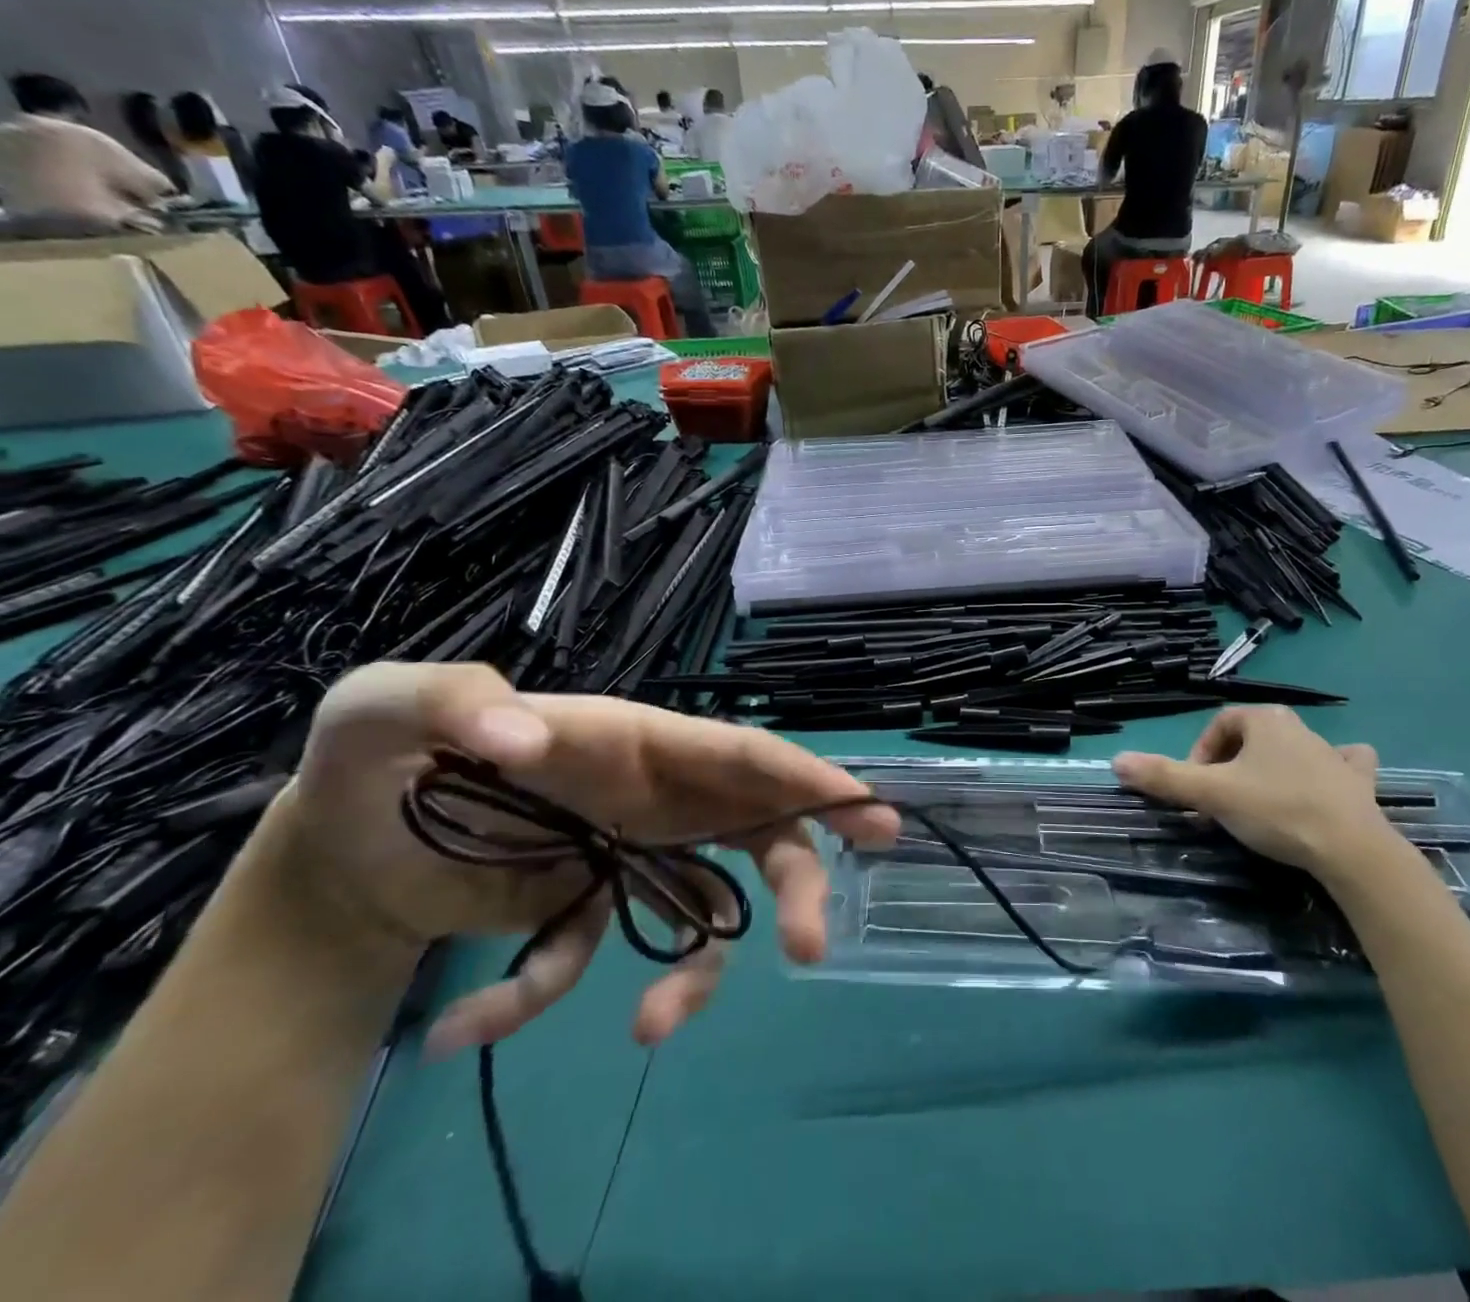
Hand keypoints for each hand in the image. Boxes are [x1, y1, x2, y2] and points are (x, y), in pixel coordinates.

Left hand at [261, 662, 897, 1051]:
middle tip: (811, 943)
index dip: (807, 778)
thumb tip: (524, 744)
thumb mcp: (388, 708)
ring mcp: (626, 852)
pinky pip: (596, 956)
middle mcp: (653, 793)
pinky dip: (542, 994)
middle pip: (756, 828)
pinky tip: (466, 1021)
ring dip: (695, 972)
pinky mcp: (584, 906)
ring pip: (703, 904)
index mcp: (636, 740)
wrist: (337, 847)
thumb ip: (455, 704)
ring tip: (652, 1031)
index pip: (740, 755)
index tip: (867, 808)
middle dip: (798, 877)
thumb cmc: (378, 757)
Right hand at [1111, 706, 1397, 879]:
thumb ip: (1164, 777)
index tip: (1194, 788)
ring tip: (1259, 800)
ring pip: (1292, 749)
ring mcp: (1333, 755)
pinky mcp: (1359, 783)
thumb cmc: (1276, 811)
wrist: (1352, 850)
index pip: (1219, 724)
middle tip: (1219, 801)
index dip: (1199, 754)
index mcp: (1265, 720)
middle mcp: (1299, 727)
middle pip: (1251, 738)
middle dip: (1229, 766)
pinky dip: (1332, 770)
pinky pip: (1343, 765)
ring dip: (1272, 767)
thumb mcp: (1211, 795)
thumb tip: (1117, 761)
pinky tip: (1328, 782)